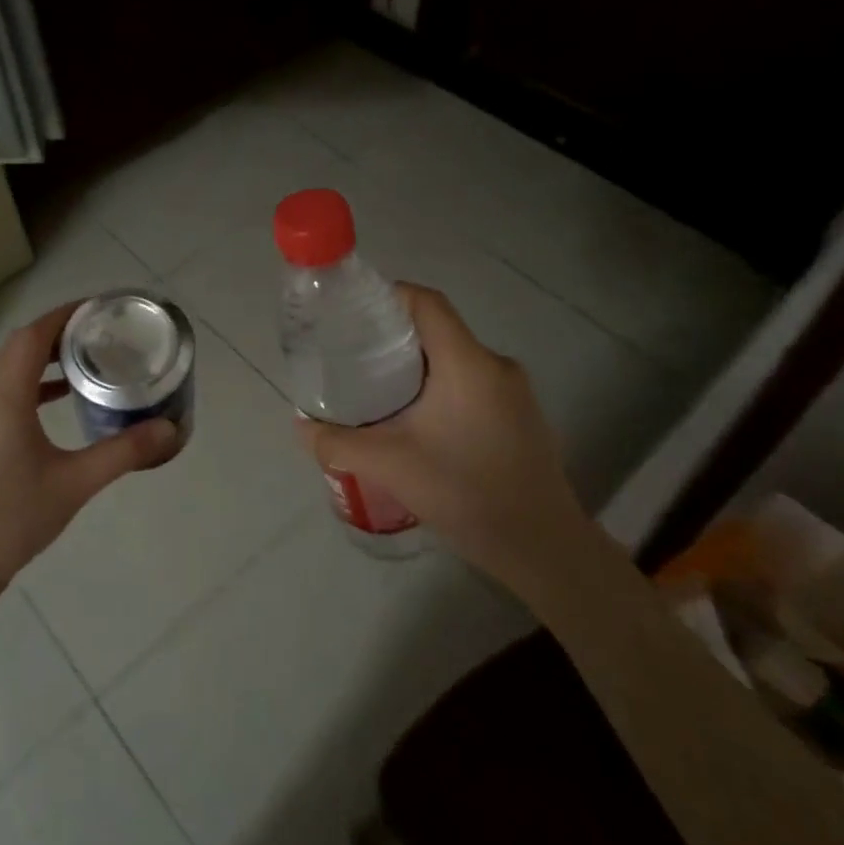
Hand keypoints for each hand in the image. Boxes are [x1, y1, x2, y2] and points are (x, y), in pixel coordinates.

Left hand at [0, 300, 178, 587]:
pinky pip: (10, 391)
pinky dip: (37, 383)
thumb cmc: (12, 517)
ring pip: (14, 368)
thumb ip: (124, 452)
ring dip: (47, 356)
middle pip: (22, 346)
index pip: (33, 335)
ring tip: (90, 358)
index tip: (102, 310)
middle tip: (105, 332)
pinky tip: (64, 399)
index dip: (66, 315)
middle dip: (61, 331)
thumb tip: (170, 428)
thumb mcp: (76, 482)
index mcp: (7, 396)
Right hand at [295, 284, 586, 586]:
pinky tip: (419, 425)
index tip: (352, 317)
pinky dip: (440, 389)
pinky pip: (471, 384)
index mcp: (467, 362)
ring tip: (379, 394)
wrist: (541, 547)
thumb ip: (337, 443)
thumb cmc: (466, 493)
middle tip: (353, 360)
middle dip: (393, 339)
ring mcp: (515, 392)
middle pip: (437, 330)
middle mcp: (495, 365)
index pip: (426, 302)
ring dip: (417, 368)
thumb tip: (302, 427)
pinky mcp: (521, 417)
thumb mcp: (389, 466)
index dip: (388, 297)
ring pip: (455, 360)